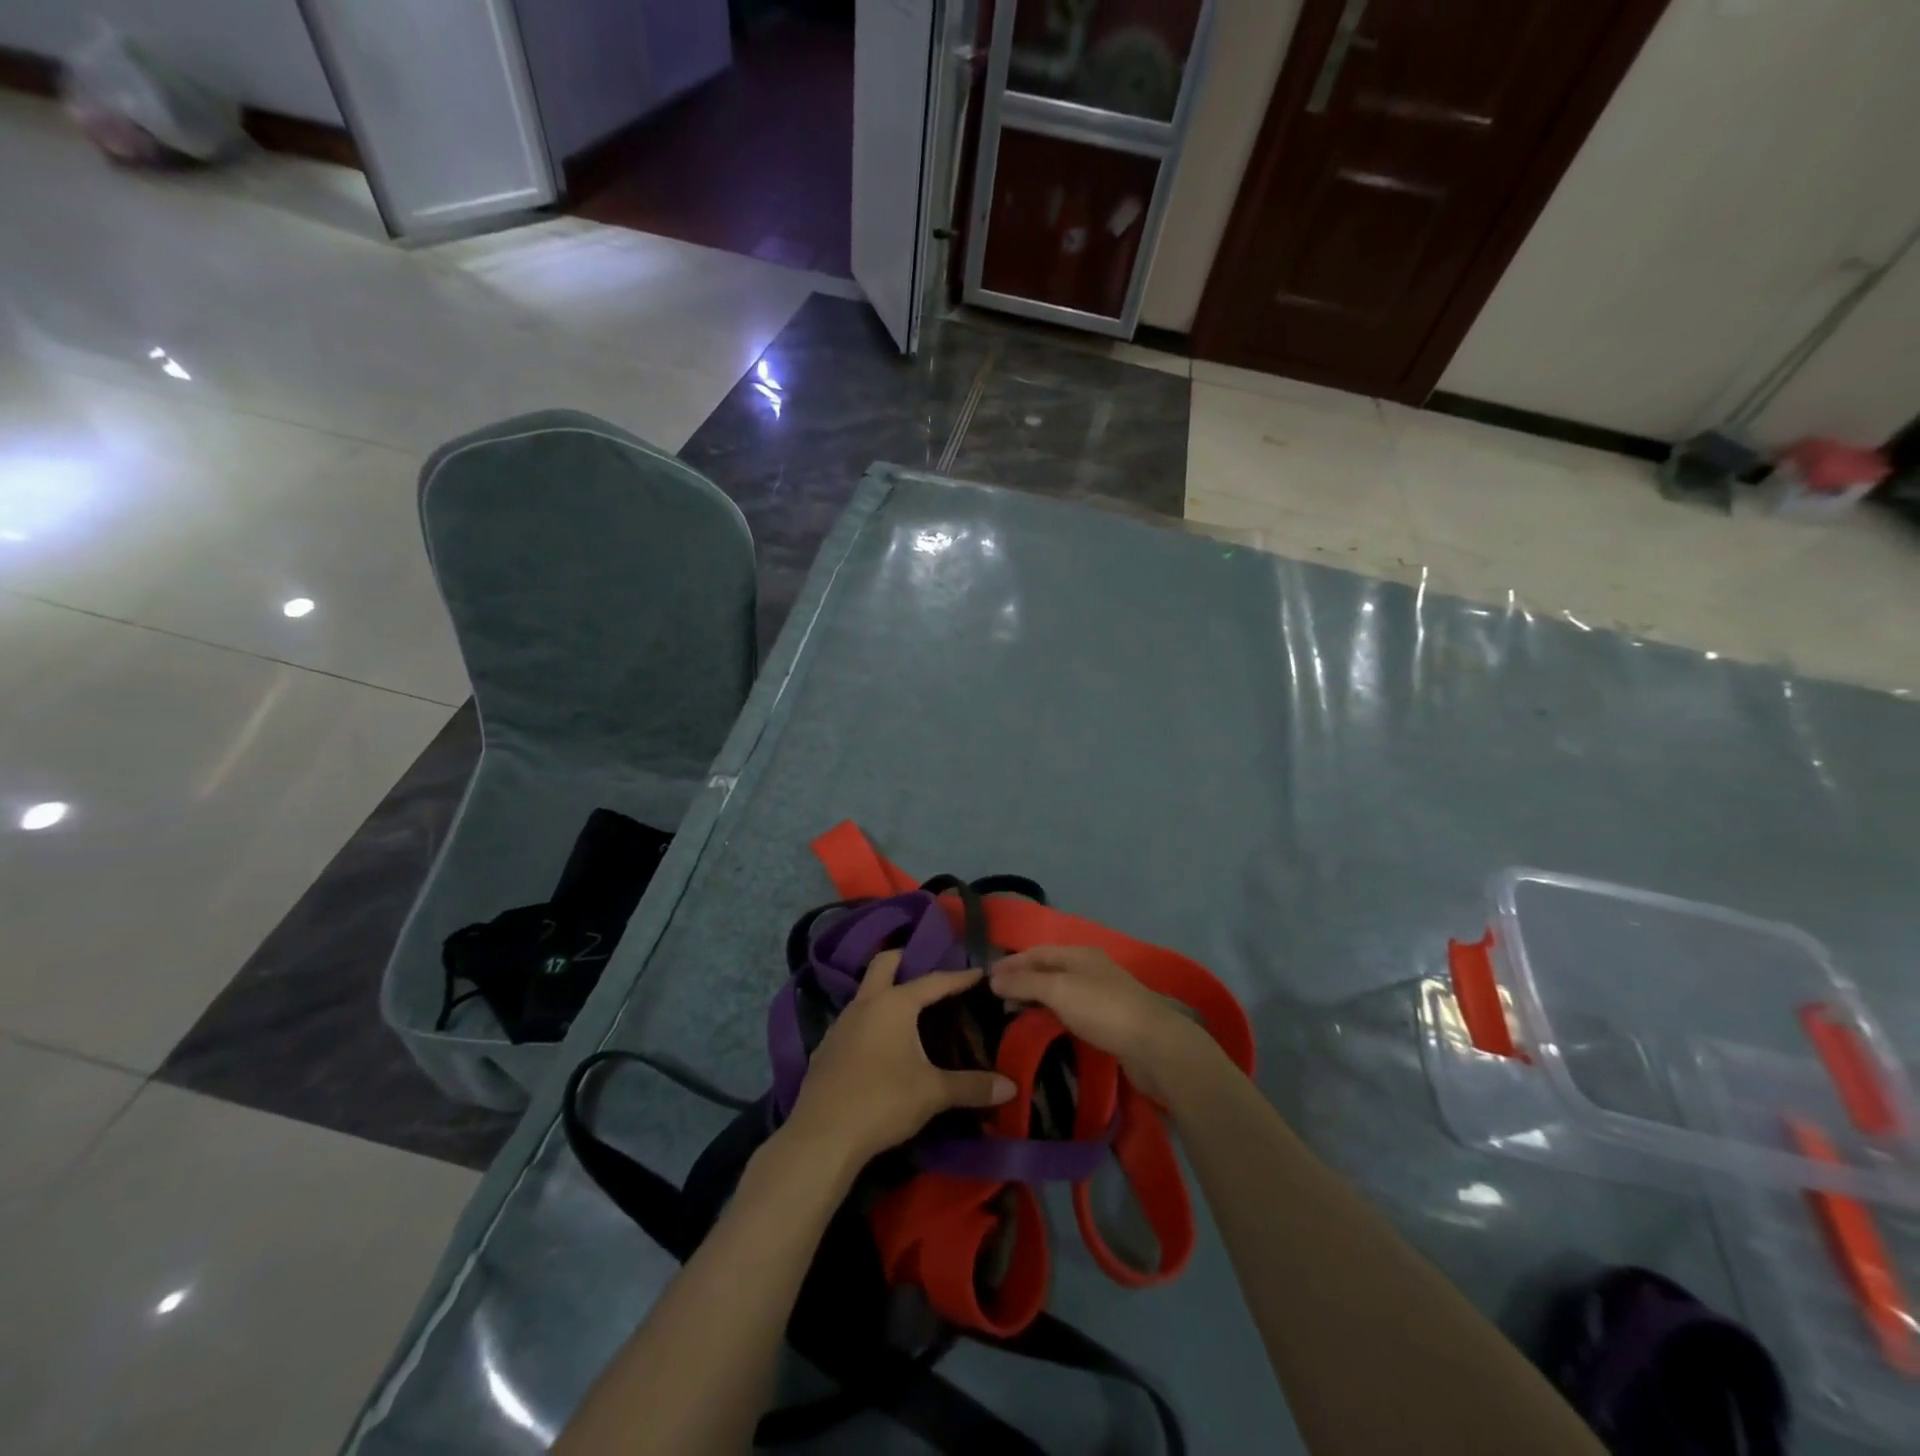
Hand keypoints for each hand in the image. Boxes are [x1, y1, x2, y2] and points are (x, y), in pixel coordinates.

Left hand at [782, 950, 1014, 1167]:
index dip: (958, 977)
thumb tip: (1011, 1086)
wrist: (823, 1136)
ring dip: (885, 992)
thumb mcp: (933, 1093)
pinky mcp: (826, 1048)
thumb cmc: (883, 1101)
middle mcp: (865, 1003)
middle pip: (884, 963)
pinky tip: (880, 1045)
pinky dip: (870, 1021)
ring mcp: (840, 1024)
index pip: (933, 981)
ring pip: (865, 992)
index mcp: (894, 1004)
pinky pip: (853, 1021)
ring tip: (908, 1010)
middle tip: (927, 971)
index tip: (978, 972)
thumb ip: (972, 1086)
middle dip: (905, 959)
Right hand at [989, 946, 1213, 1105]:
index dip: (1011, 963)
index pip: (1036, 952)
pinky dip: (1052, 1012)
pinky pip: (1072, 1009)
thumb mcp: (1059, 991)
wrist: (1155, 1045)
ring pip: (1060, 990)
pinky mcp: (1110, 1019)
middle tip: (995, 998)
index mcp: (1079, 954)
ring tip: (1014, 1012)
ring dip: (1037, 997)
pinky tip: (1044, 1025)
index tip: (985, 978)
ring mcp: (1102, 993)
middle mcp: (1090, 968)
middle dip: (1022, 979)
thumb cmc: (1103, 1010)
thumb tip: (993, 978)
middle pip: (1049, 969)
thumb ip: (1025, 983)